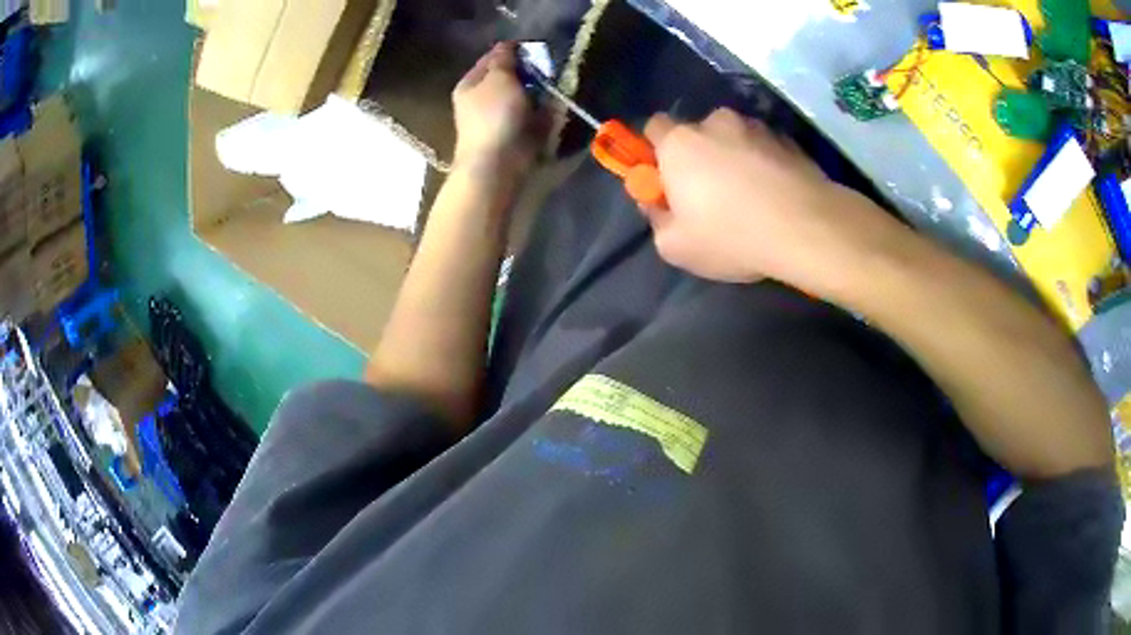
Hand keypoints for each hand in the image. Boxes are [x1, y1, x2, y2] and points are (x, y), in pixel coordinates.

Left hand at [452, 42, 542, 178]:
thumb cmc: (495, 116)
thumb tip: (508, 45)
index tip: (536, 51)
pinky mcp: (512, 138)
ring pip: (523, 99)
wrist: (497, 166)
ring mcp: (496, 121)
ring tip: (552, 93)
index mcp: (470, 84)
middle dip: (529, 75)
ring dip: (538, 95)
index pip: (492, 58)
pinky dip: (542, 116)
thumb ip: (504, 59)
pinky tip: (553, 114)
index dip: (513, 51)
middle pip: (508, 79)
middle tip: (546, 73)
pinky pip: (531, 119)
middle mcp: (480, 101)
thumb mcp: (499, 78)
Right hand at [642, 109, 905, 291]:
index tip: (668, 179)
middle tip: (712, 194)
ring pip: (735, 138)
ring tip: (752, 196)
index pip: (654, 127)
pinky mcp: (788, 139)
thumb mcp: (675, 246)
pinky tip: (776, 195)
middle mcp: (715, 122)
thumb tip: (656, 203)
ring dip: (735, 157)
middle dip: (700, 156)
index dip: (657, 151)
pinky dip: (765, 164)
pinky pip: (765, 148)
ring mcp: (756, 127)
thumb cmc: (731, 235)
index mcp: (679, 142)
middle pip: (698, 133)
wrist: (806, 229)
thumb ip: (656, 219)